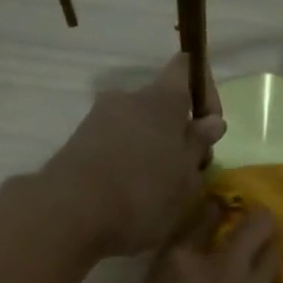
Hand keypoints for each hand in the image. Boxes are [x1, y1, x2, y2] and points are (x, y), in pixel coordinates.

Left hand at [42, 55, 226, 256]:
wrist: (71, 214)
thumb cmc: (143, 194)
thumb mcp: (186, 179)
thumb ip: (199, 147)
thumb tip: (211, 122)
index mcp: (161, 99)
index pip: (187, 68)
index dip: (205, 93)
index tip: (211, 130)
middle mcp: (127, 98)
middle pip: (162, 106)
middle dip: (179, 133)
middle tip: (188, 173)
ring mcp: (99, 119)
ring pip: (139, 128)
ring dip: (154, 151)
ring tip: (159, 191)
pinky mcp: (80, 144)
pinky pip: (116, 145)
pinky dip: (129, 163)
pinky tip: (131, 196)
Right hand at [134, 202, 281, 282]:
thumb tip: (185, 279)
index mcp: (176, 262)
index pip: (200, 216)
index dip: (212, 210)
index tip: (216, 210)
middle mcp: (218, 264)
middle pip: (255, 221)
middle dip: (258, 220)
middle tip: (252, 229)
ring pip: (274, 249)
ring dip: (270, 248)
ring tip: (262, 257)